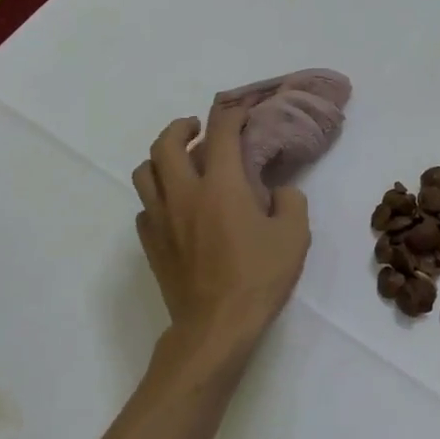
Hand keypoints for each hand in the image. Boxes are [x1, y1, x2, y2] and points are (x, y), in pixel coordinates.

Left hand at [132, 103, 309, 385]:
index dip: (231, 114)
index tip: (241, 111)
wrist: (216, 326)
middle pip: (166, 144)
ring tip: (179, 162)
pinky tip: (175, 207)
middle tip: (197, 128)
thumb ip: (290, 202)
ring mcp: (160, 219)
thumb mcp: (294, 236)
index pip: (221, 133)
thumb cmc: (258, 278)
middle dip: (181, 127)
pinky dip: (157, 197)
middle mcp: (184, 193)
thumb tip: (278, 192)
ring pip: (145, 172)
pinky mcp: (150, 244)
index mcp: (221, 186)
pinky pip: (145, 207)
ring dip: (160, 158)